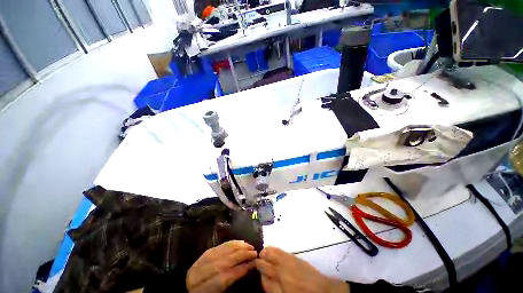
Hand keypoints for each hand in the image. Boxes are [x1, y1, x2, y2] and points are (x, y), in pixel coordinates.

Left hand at [186, 240, 257, 292]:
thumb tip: (246, 268)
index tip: (255, 263)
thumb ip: (231, 279)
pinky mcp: (208, 250)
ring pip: (228, 249)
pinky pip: (223, 244)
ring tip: (250, 246)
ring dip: (241, 246)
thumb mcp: (218, 291)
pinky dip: (233, 242)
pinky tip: (240, 241)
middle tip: (255, 252)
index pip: (232, 273)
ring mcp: (208, 257)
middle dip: (245, 254)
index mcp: (212, 284)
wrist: (185, 285)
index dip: (245, 267)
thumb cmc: (204, 292)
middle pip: (231, 258)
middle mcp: (210, 268)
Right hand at [255, 247, 349, 292]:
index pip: (263, 266)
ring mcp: (289, 259)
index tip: (254, 264)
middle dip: (262, 256)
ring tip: (263, 251)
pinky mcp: (295, 257)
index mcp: (278, 275)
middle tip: (258, 258)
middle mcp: (282, 264)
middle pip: (268, 256)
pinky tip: (273, 249)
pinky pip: (281, 250)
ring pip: (274, 251)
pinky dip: (275, 249)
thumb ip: (271, 286)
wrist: (322, 290)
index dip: (258, 265)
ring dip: (268, 250)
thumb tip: (262, 275)